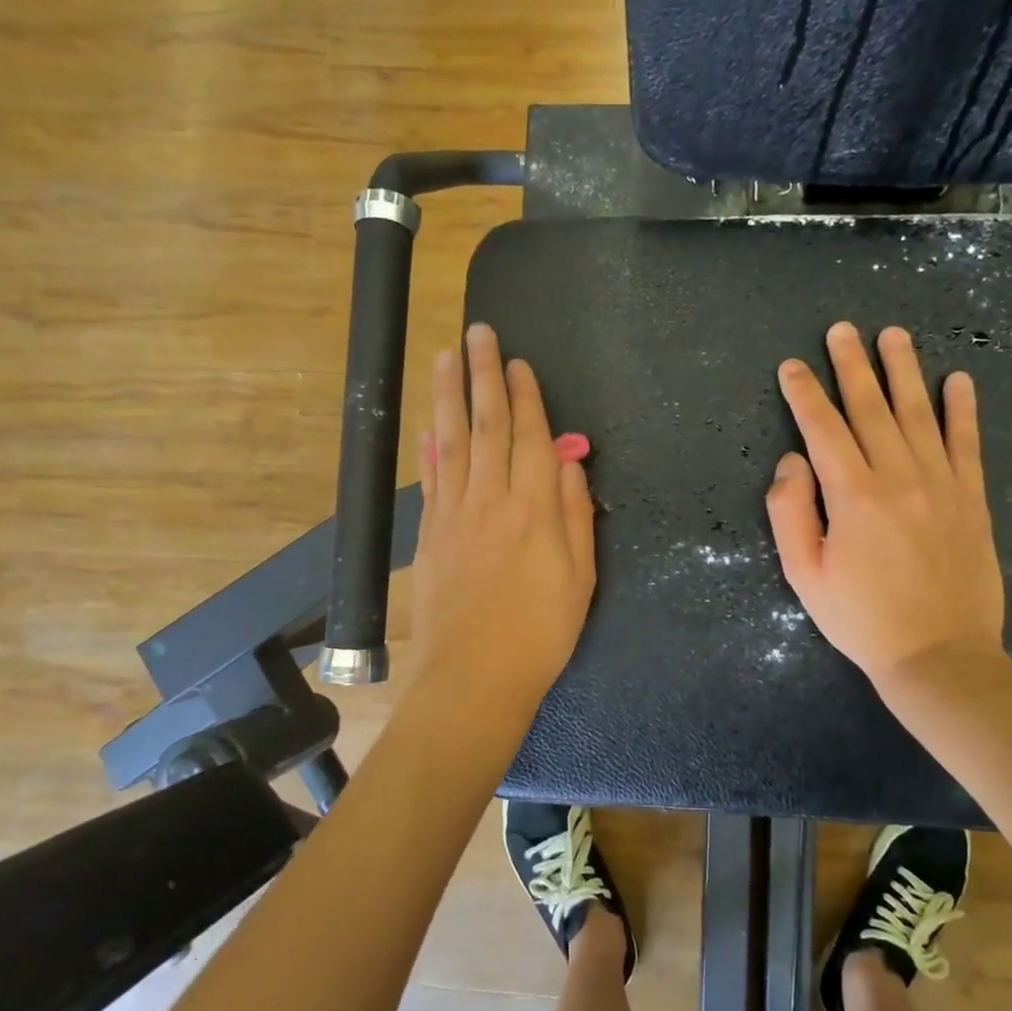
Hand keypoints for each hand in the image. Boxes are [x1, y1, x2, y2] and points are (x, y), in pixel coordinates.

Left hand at [411, 323, 597, 715]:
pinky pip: (432, 478)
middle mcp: (492, 499)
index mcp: (535, 509)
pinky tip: (430, 424)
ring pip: (452, 441)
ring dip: (449, 395)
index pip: (529, 437)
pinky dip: (430, 446)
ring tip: (446, 356)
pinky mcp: (431, 533)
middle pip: (487, 425)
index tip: (518, 363)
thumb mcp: (581, 578)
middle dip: (483, 375)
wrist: (474, 677)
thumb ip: (576, 516)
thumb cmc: (541, 633)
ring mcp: (455, 514)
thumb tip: (569, 466)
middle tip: (478, 333)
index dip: (524, 396)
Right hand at [765, 322, 1006, 690]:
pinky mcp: (972, 498)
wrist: (940, 656)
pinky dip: (963, 409)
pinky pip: (967, 443)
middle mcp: (899, 477)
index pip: (823, 429)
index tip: (792, 366)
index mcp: (853, 496)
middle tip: (842, 329)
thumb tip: (792, 461)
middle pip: (871, 408)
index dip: (804, 394)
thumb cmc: (861, 619)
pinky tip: (958, 380)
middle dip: (851, 365)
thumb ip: (789, 513)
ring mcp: (942, 484)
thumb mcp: (804, 575)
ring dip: (904, 371)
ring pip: (919, 413)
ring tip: (893, 335)